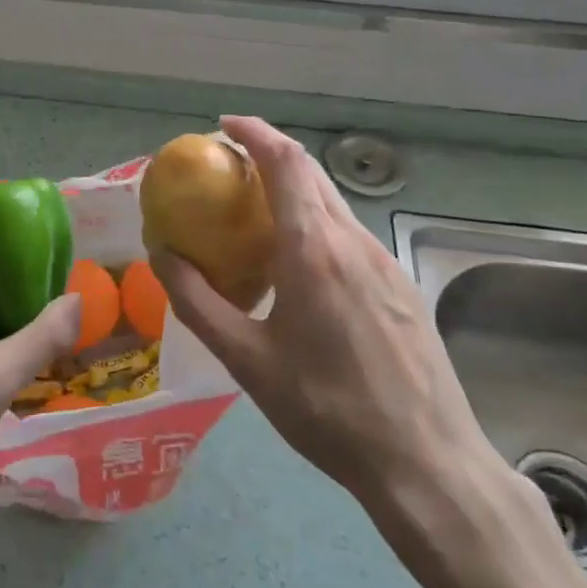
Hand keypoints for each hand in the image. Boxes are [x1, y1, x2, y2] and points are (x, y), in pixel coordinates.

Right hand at [152, 117, 526, 550]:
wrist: (426, 461)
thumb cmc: (327, 410)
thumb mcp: (247, 360)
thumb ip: (197, 301)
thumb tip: (160, 253)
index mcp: (314, 248)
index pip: (285, 161)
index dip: (254, 132)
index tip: (223, 126)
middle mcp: (353, 240)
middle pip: (311, 173)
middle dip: (269, 156)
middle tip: (228, 170)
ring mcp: (384, 261)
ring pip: (333, 203)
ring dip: (293, 192)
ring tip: (255, 217)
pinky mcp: (400, 284)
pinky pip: (349, 234)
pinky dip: (315, 223)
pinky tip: (299, 267)